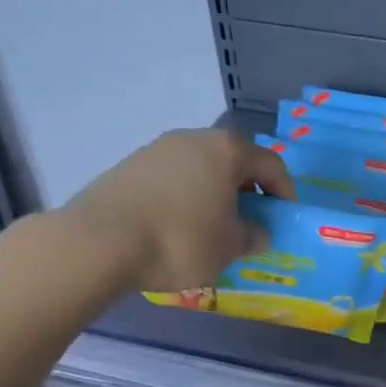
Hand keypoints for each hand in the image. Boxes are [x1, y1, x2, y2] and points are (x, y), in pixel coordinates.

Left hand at [59, 128, 293, 292]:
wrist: (99, 242)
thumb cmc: (181, 240)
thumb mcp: (230, 247)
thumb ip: (253, 236)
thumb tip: (258, 232)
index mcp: (226, 151)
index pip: (271, 164)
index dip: (285, 191)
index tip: (286, 216)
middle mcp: (193, 139)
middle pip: (233, 161)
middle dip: (248, 190)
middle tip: (252, 220)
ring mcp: (157, 149)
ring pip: (200, 169)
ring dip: (214, 193)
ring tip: (214, 226)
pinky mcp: (129, 166)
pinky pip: (172, 179)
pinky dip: (185, 197)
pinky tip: (179, 226)